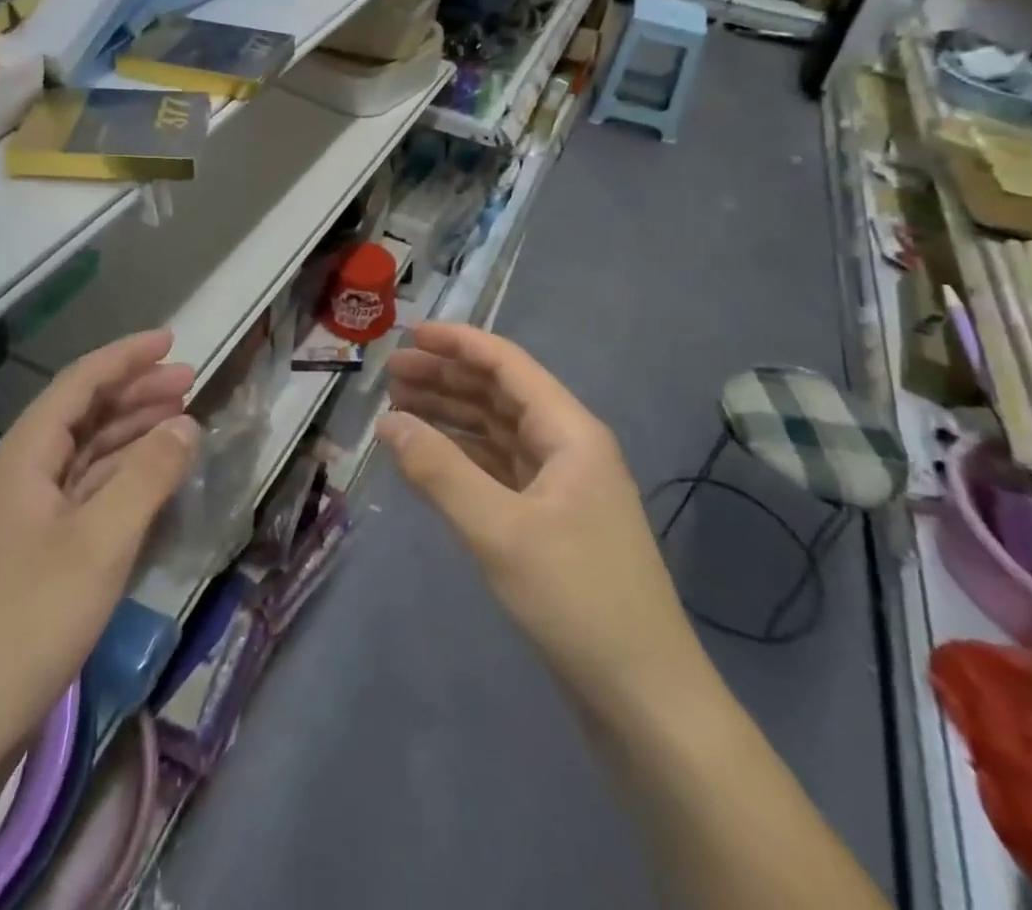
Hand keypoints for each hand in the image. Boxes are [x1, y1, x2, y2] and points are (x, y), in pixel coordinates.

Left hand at [0, 330, 199, 757]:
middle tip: (188, 382)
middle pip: (80, 416)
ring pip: (82, 456)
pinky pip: (81, 495)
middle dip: (135, 393)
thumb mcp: (102, 542)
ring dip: (129, 434)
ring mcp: (20, 519)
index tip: (171, 341)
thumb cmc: (29, 624)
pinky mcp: (29, 557)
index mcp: (22, 459)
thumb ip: (148, 475)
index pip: (78, 385)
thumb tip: (186, 422)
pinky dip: (118, 479)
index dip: (125, 357)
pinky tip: (149, 483)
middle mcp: (17, 477)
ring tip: (179, 423)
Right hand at [381, 323, 699, 703]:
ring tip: (398, 409)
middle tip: (391, 375)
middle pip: (500, 395)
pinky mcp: (551, 521)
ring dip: (451, 417)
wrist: (644, 698)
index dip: (458, 344)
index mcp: (569, 432)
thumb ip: (440, 470)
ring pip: (498, 433)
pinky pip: (499, 470)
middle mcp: (568, 447)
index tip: (409, 334)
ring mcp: (561, 486)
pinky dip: (463, 458)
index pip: (508, 365)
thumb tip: (388, 422)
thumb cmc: (576, 599)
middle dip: (446, 379)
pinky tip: (428, 458)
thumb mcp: (499, 530)